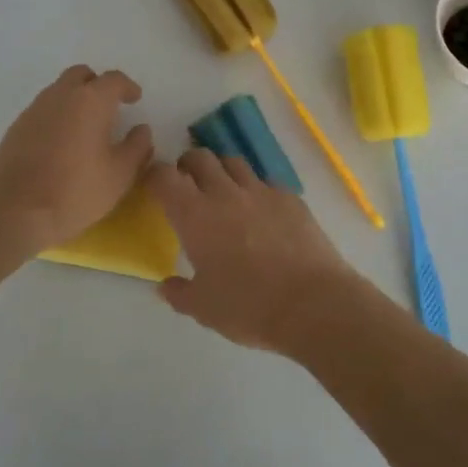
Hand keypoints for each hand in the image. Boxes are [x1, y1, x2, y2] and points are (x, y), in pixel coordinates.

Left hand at [0, 66, 153, 253]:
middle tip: (109, 107)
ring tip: (85, 128)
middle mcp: (60, 96)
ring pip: (58, 91)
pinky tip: (60, 144)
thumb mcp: (120, 175)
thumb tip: (141, 130)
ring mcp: (33, 110)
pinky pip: (42, 111)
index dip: (127, 87)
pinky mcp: (15, 128)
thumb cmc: (76, 191)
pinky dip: (56, 117)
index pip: (113, 80)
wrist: (15, 212)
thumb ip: (137, 147)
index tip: (135, 99)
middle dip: (97, 85)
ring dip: (74, 100)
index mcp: (90, 101)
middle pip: (80, 75)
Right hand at [147, 150, 366, 355]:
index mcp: (195, 215)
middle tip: (188, 185)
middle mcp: (225, 193)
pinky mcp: (290, 198)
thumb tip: (165, 285)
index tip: (155, 187)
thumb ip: (179, 293)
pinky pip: (265, 182)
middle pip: (200, 157)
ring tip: (223, 192)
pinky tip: (261, 212)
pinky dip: (256, 189)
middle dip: (188, 165)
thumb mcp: (203, 309)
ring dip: (222, 171)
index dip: (155, 176)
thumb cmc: (248, 307)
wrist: (313, 304)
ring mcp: (261, 191)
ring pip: (234, 162)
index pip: (164, 176)